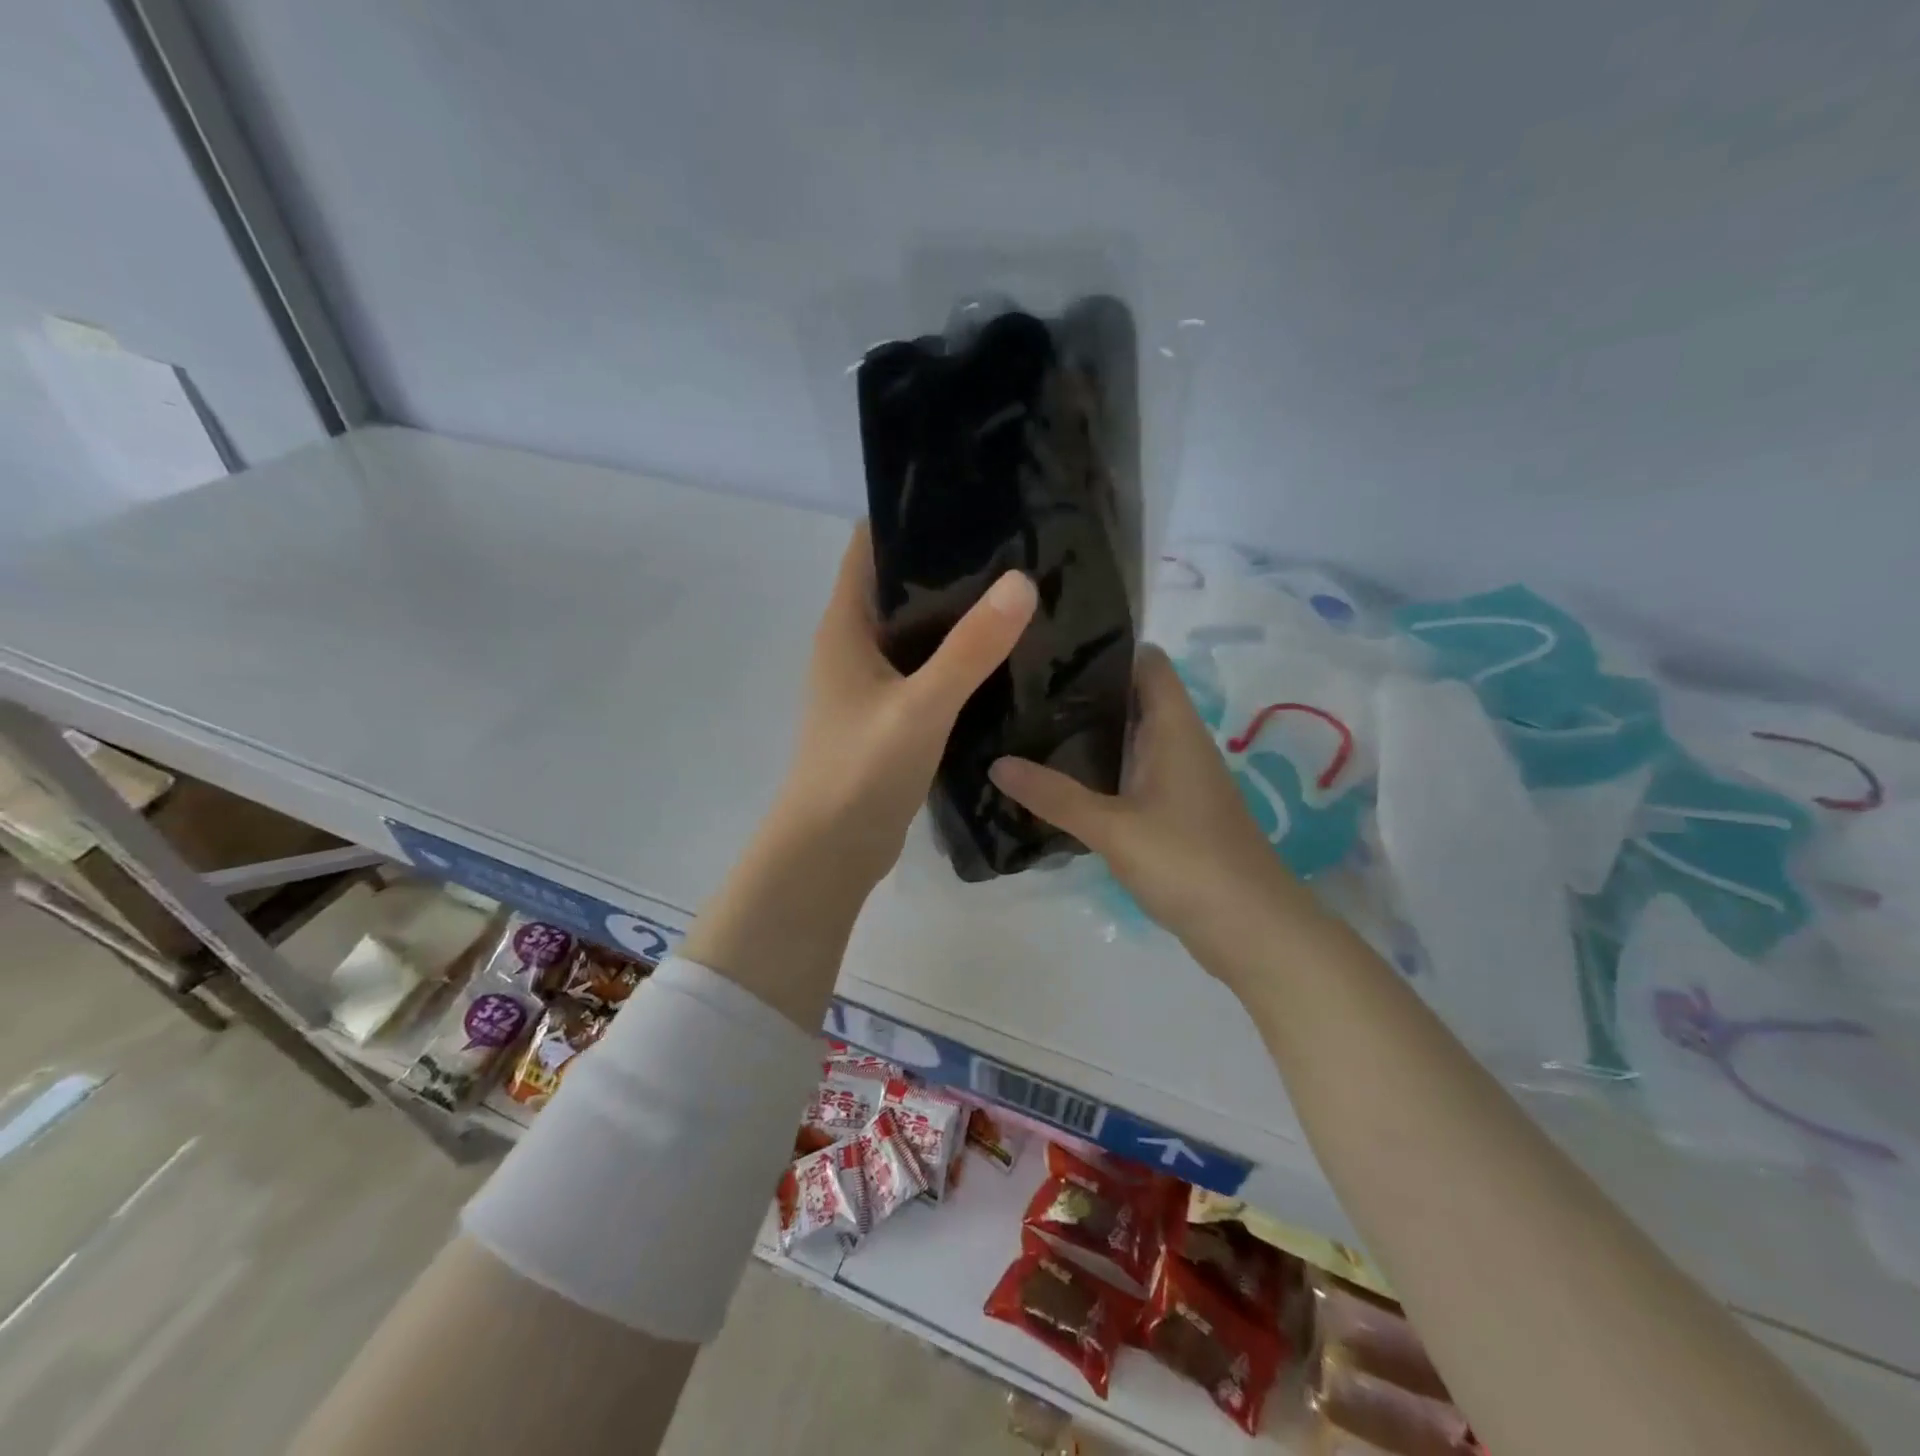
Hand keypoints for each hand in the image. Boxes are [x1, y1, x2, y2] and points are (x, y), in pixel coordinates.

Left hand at [770, 522, 1037, 896]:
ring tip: (1019, 591)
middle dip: (947, 564)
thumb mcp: (921, 706)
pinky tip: (1002, 655)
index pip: (869, 546)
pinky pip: (926, 671)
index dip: (910, 517)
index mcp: (845, 626)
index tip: (968, 498)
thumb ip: (970, 649)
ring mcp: (871, 683)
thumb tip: (1022, 581)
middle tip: (1014, 544)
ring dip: (956, 615)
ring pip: (916, 632)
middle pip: (898, 585)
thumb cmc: (862, 770)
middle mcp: (853, 646)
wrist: (831, 850)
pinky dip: (957, 659)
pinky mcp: (890, 716)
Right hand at [989, 646, 1308, 947]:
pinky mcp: (1173, 812)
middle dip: (1083, 689)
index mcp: (1174, 727)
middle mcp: (1179, 742)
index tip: (1052, 643)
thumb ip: (1054, 795)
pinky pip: (1131, 774)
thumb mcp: (1113, 828)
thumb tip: (996, 763)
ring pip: (1129, 738)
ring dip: (1088, 732)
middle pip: (1132, 697)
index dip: (1107, 645)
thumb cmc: (1188, 861)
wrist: (1252, 930)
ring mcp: (1178, 779)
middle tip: (1021, 684)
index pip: (1146, 661)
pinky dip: (1099, 770)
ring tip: (1027, 724)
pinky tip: (1059, 779)